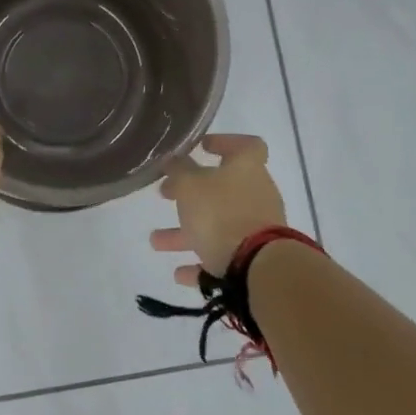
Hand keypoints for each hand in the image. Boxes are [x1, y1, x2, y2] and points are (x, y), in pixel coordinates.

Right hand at [151, 134, 287, 286]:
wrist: (259, 268)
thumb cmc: (221, 213)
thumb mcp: (189, 185)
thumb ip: (178, 169)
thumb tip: (173, 159)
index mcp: (246, 167)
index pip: (245, 145)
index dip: (224, 142)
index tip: (202, 147)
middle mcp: (256, 193)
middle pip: (222, 188)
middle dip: (190, 194)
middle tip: (165, 194)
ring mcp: (257, 227)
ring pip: (218, 224)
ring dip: (187, 232)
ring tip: (156, 242)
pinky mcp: (255, 258)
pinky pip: (224, 255)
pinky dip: (201, 260)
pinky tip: (180, 273)